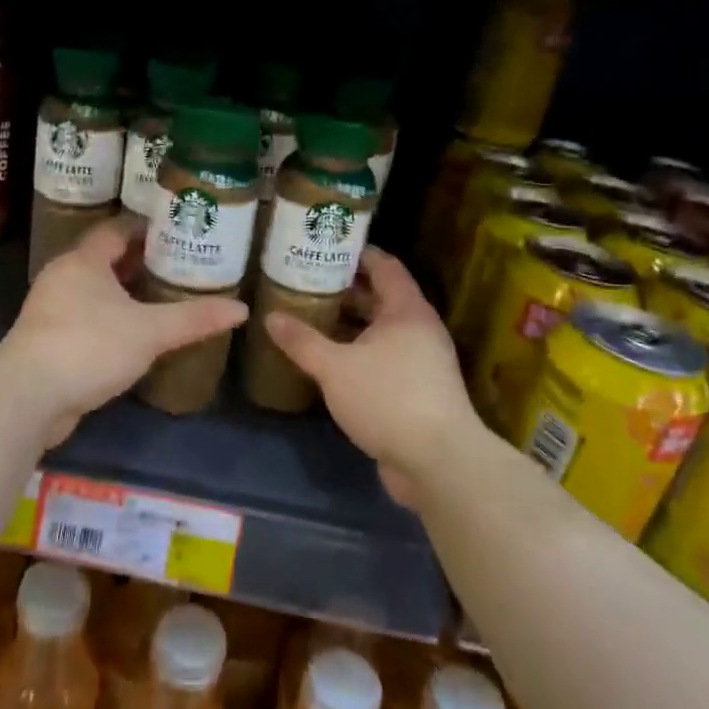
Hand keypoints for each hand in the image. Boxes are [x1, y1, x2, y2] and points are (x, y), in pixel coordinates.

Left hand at [0, 216, 247, 441]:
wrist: (29, 397)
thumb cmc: (90, 347)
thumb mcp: (150, 331)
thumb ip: (194, 318)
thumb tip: (242, 309)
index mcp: (84, 261)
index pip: (115, 230)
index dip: (145, 228)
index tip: (175, 231)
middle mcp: (63, 277)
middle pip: (104, 258)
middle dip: (138, 261)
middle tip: (177, 264)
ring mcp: (51, 309)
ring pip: (93, 290)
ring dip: (123, 292)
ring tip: (161, 297)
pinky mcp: (48, 340)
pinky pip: (84, 317)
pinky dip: (109, 318)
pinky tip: (133, 334)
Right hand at [264, 248, 478, 505]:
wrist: (438, 462)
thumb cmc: (388, 399)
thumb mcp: (334, 367)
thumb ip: (302, 341)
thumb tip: (270, 317)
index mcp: (406, 310)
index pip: (384, 265)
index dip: (357, 253)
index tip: (325, 246)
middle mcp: (418, 329)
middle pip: (381, 297)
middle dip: (345, 289)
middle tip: (306, 281)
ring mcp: (421, 361)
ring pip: (380, 330)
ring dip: (350, 324)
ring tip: (310, 316)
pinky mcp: (417, 390)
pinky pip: (383, 357)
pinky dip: (357, 352)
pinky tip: (329, 359)